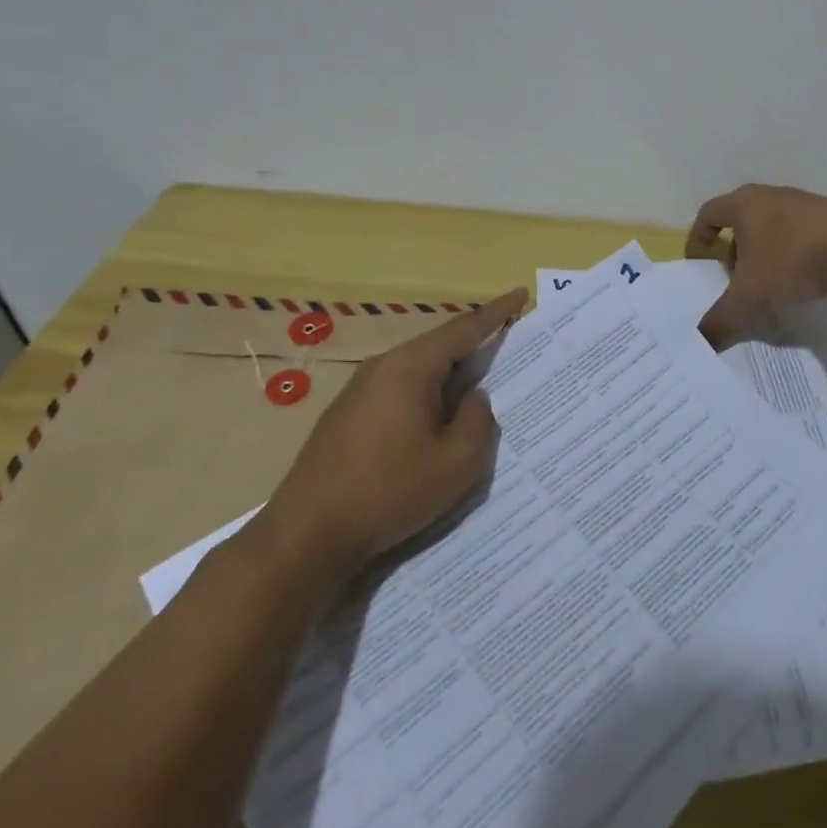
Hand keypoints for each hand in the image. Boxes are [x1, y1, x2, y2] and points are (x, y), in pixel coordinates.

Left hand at [255, 288, 528, 576]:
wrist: (306, 533)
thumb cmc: (389, 492)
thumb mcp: (457, 462)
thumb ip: (478, 420)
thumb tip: (474, 397)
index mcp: (411, 367)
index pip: (464, 328)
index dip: (497, 312)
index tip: (521, 293)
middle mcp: (383, 366)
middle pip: (440, 346)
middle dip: (475, 345)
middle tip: (509, 347)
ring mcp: (359, 390)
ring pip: (418, 369)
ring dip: (450, 374)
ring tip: (478, 387)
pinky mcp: (347, 414)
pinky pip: (400, 389)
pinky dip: (426, 394)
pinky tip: (435, 421)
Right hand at [686, 184, 826, 345]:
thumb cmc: (791, 259)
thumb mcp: (749, 296)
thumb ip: (722, 319)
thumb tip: (700, 343)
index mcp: (745, 204)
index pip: (709, 213)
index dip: (698, 236)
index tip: (699, 260)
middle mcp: (773, 196)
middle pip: (743, 219)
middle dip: (736, 249)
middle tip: (737, 279)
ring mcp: (806, 203)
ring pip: (775, 226)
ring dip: (767, 252)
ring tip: (772, 283)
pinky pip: (803, 233)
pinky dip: (796, 252)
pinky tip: (806, 278)